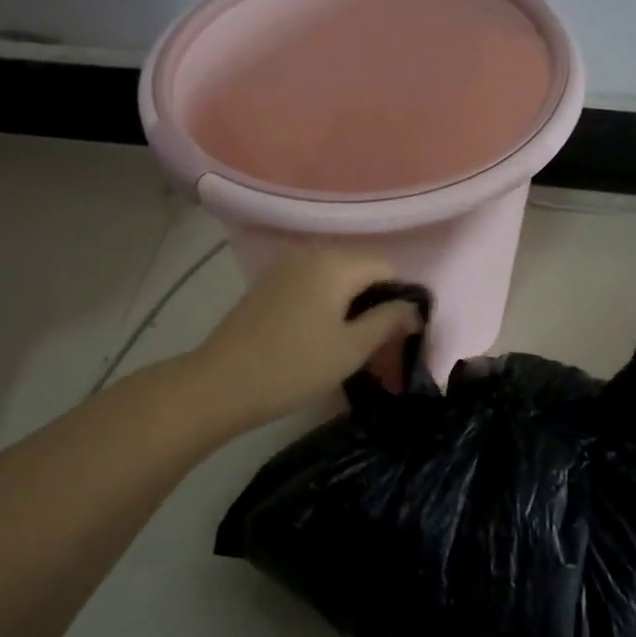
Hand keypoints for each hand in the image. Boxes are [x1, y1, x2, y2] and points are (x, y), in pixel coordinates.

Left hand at [193, 248, 422, 427]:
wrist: (221, 383)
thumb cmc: (294, 367)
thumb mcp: (351, 349)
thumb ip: (388, 321)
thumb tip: (413, 308)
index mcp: (336, 263)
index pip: (387, 268)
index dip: (400, 299)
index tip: (400, 336)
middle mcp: (312, 253)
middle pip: (361, 269)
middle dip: (375, 302)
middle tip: (377, 345)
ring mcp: (285, 267)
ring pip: (336, 278)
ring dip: (350, 305)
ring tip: (349, 344)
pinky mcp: (268, 284)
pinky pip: (311, 285)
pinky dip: (325, 304)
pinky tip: (318, 336)